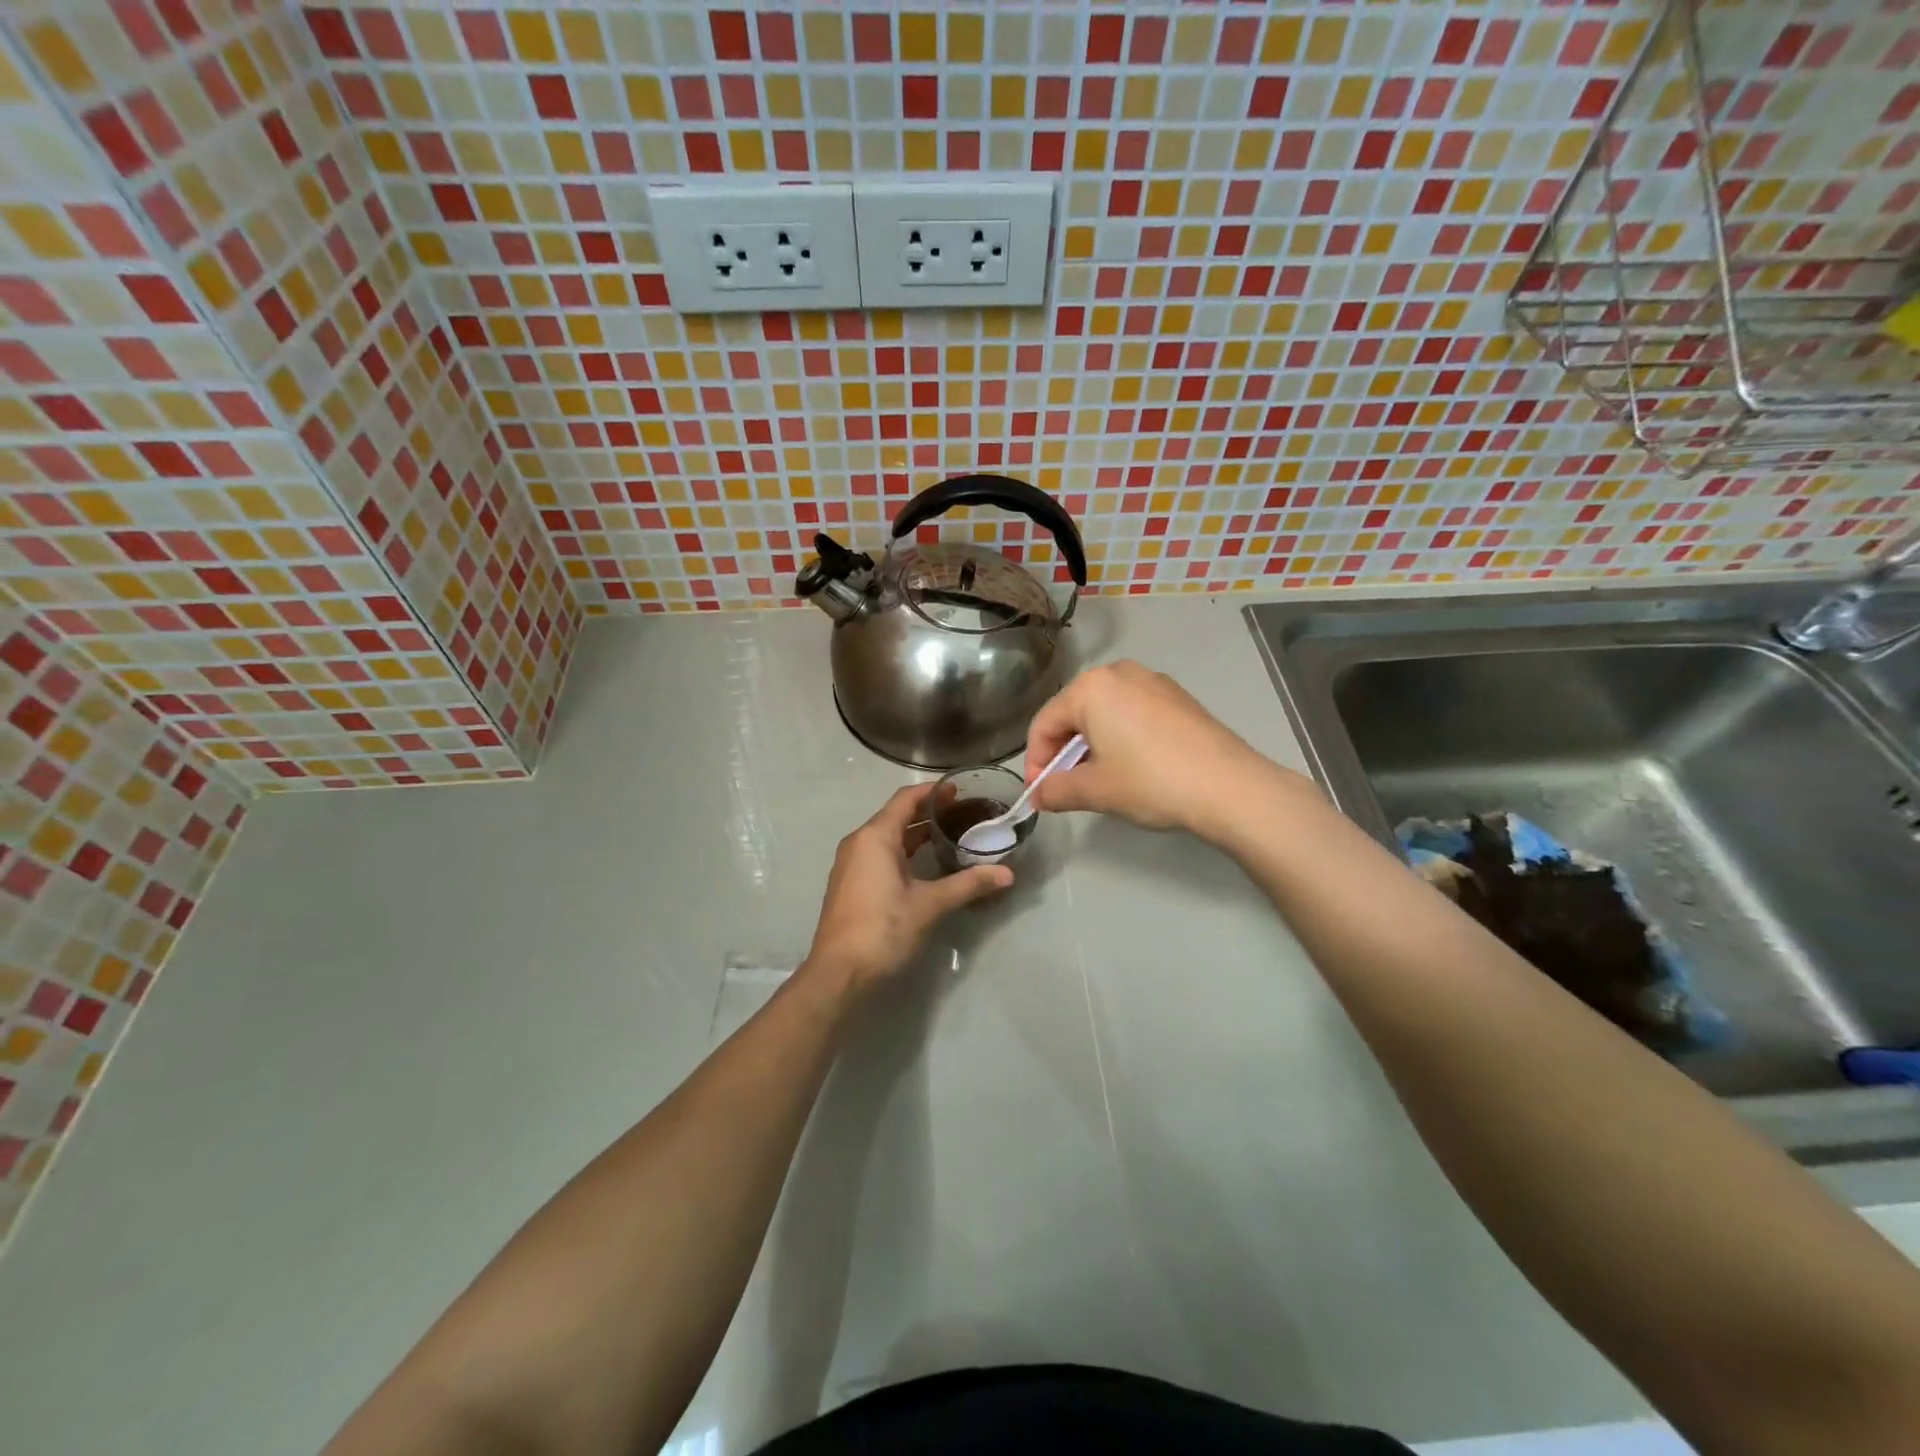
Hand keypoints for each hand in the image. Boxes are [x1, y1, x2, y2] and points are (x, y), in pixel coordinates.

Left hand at [803, 782, 1013, 997]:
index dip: (933, 792)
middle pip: (896, 816)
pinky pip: (880, 856)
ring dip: (916, 834)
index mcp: (875, 837)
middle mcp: (859, 843)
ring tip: (950, 836)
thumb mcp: (929, 905)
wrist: (838, 974)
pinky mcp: (851, 885)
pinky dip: (904, 852)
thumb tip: (1007, 874)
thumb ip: (968, 885)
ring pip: (888, 838)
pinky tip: (926, 866)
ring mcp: (851, 865)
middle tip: (964, 815)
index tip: (960, 790)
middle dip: (928, 813)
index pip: (905, 799)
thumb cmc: (882, 929)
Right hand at [1023, 661, 1312, 840]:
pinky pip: (1132, 712)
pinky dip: (1120, 736)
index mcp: (1090, 688)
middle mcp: (1118, 672)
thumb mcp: (1096, 790)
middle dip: (1063, 751)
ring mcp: (1152, 681)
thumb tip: (1038, 796)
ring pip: (1104, 712)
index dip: (1035, 761)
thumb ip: (1057, 790)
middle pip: (1073, 713)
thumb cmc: (1150, 781)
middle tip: (1065, 787)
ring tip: (1098, 779)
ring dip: (1091, 744)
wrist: (1228, 786)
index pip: (1044, 723)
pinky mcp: (1177, 696)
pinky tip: (1132, 766)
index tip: (1040, 793)